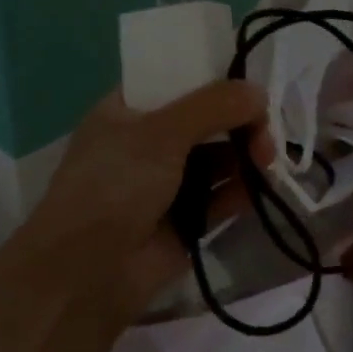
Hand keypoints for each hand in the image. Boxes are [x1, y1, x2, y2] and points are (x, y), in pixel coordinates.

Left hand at [18, 81, 271, 324]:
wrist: (86, 274)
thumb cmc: (114, 186)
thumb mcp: (161, 133)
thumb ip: (214, 106)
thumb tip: (261, 93)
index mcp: (127, 110)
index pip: (177, 80)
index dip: (214, 77)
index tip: (250, 83)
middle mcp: (147, 142)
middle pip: (206, 119)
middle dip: (240, 121)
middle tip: (264, 132)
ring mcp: (167, 182)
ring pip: (219, 157)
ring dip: (246, 154)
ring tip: (266, 161)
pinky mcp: (187, 219)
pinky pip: (222, 195)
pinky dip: (243, 189)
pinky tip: (261, 187)